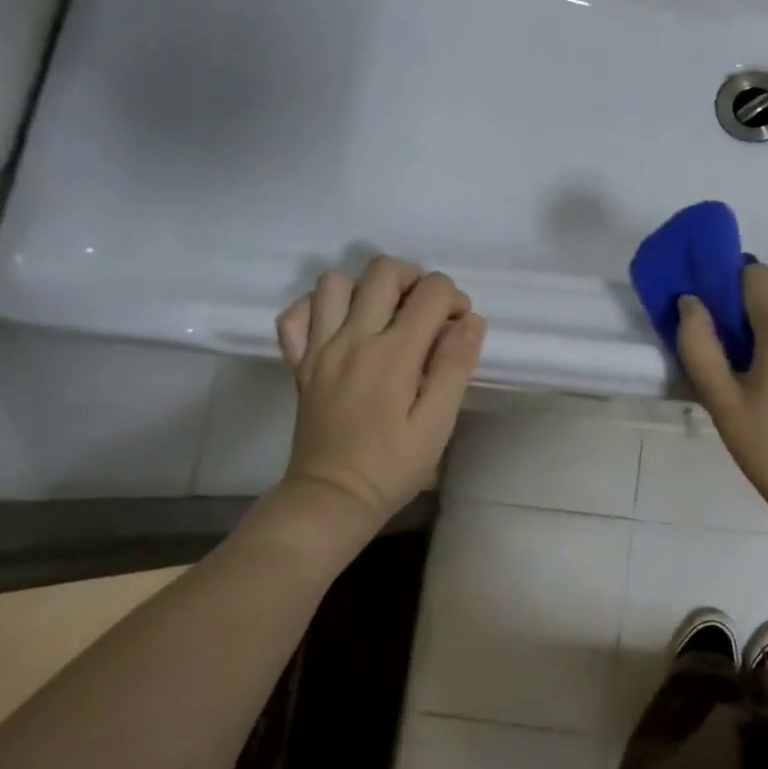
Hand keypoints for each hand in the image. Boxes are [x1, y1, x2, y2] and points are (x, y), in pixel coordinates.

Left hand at [274, 257, 485, 526]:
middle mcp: (353, 338)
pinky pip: (297, 314)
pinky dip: (318, 307)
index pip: (431, 292)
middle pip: (383, 271)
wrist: (332, 497)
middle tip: (427, 310)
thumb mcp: (438, 422)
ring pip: (335, 282)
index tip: (460, 327)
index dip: (454, 299)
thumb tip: (471, 320)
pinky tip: (341, 325)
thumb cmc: (393, 465)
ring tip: (386, 313)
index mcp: (394, 353)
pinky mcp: (299, 362)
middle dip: (415, 278)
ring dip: (367, 287)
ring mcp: (319, 347)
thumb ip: (455, 366)